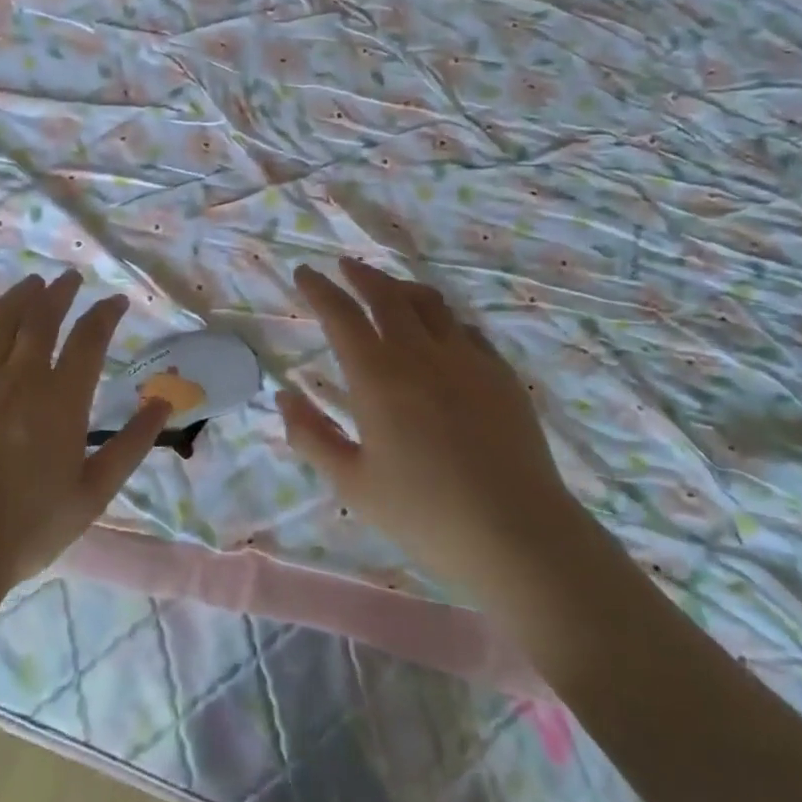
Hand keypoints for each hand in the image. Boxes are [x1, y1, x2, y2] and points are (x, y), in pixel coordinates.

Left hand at [0, 270, 169, 591]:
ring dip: (18, 296)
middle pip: (43, 318)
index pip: (90, 338)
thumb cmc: (29, 528)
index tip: (116, 302)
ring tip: (31, 283)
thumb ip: (131, 445)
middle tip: (69, 279)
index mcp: (62, 400)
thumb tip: (164, 402)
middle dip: (60, 292)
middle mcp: (20, 378)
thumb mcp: (93, 493)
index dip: (106, 313)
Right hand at [278, 258, 580, 600]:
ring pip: (430, 303)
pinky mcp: (500, 374)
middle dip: (361, 275)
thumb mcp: (352, 484)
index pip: (341, 315)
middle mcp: (421, 353)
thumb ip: (311, 436)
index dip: (319, 289)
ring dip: (402, 288)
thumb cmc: (424, 514)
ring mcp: (467, 359)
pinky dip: (442, 319)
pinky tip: (440, 333)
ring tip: (389, 290)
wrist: (516, 534)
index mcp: (378, 376)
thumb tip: (284, 396)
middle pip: (387, 295)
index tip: (304, 272)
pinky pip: (465, 329)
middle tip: (345, 267)